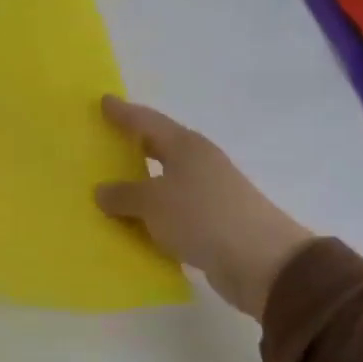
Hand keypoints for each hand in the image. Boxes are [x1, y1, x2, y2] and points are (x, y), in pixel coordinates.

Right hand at [94, 96, 315, 318]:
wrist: (260, 261)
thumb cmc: (202, 216)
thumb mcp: (154, 203)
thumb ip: (124, 195)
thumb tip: (102, 191)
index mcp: (186, 146)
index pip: (147, 121)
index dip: (124, 113)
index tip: (103, 100)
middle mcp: (199, 163)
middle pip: (159, 148)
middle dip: (133, 146)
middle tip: (104, 143)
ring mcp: (208, 193)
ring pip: (165, 182)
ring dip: (141, 185)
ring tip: (109, 188)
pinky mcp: (212, 223)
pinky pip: (172, 212)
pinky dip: (153, 216)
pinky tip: (134, 225)